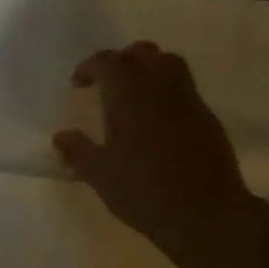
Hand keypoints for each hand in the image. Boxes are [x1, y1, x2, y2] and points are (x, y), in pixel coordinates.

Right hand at [53, 41, 255, 256]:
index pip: (108, 62)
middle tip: (106, 83)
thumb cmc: (142, 191)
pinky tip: (156, 119)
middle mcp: (160, 88)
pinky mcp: (207, 117)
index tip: (78, 84)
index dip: (89, 67)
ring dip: (148, 68)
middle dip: (121, 60)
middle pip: (142, 54)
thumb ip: (78, 150)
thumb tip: (61, 136)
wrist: (205, 213)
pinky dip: (166, 90)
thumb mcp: (99, 174)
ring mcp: (189, 100)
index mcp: (128, 96)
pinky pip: (184, 88)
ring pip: (169, 64)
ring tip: (133, 93)